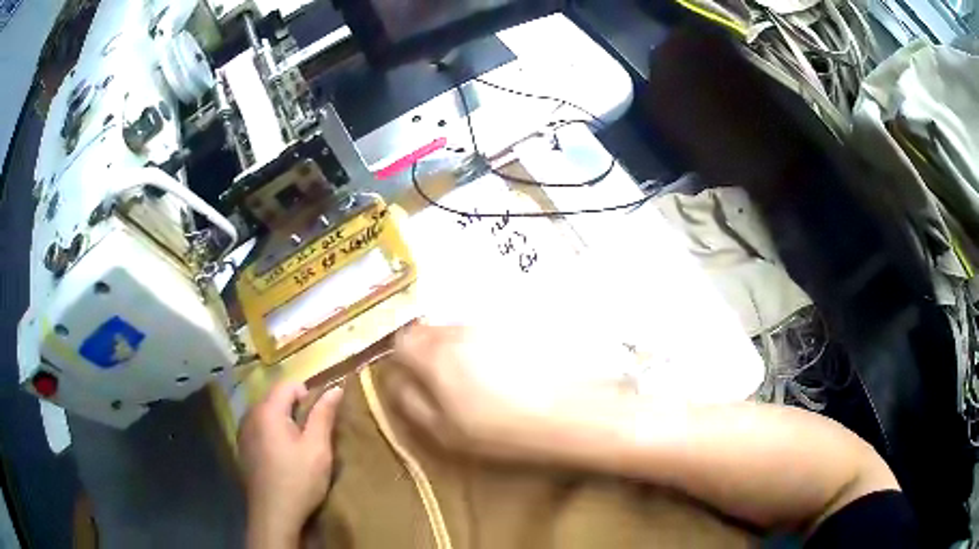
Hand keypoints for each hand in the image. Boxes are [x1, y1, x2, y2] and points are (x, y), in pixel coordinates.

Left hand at [239, 382, 343, 547]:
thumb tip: (335, 388)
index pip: (288, 385)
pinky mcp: (242, 448)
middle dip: (295, 411)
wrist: (274, 515)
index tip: (319, 421)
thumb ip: (324, 415)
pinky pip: (260, 429)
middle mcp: (250, 415)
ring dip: (284, 423)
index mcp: (267, 411)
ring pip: (267, 414)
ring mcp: (243, 432)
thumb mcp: (317, 449)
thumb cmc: (299, 480)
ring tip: (298, 449)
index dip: (308, 396)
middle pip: (276, 398)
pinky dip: (273, 435)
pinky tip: (282, 459)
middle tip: (312, 437)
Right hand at [390, 324, 626, 463]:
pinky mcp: (517, 324)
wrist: (572, 412)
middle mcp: (460, 330)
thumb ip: (410, 402)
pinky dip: (486, 346)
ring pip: (459, 330)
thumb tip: (394, 381)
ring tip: (481, 381)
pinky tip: (507, 371)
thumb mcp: (445, 431)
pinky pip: (487, 330)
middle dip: (429, 353)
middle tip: (446, 383)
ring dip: (459, 349)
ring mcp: (491, 324)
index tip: (414, 378)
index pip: (401, 339)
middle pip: (429, 330)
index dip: (402, 359)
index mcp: (436, 354)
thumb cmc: (504, 430)